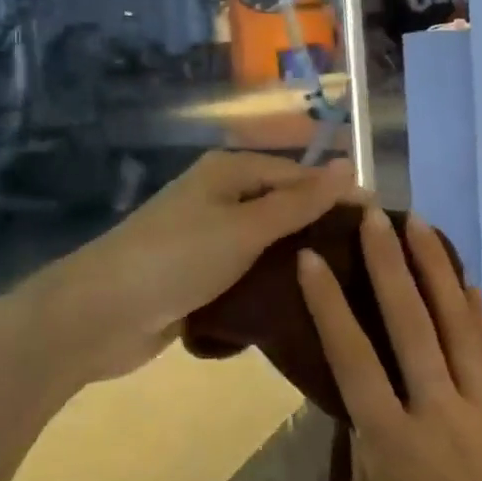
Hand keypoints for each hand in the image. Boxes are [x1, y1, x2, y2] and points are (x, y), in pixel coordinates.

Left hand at [36, 150, 355, 384]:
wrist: (99, 314)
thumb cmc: (176, 259)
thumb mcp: (244, 227)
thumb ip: (297, 201)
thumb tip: (349, 165)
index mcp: (229, 172)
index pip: (298, 175)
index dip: (338, 196)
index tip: (382, 226)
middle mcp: (219, 197)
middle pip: (282, 207)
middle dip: (320, 230)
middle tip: (369, 264)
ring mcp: (206, 238)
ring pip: (266, 244)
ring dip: (296, 261)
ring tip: (346, 288)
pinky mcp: (198, 276)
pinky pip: (246, 272)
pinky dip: (269, 284)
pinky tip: (301, 305)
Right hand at [297, 209, 481, 480]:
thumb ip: (364, 449)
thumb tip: (362, 399)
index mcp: (392, 444)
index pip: (353, 358)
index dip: (330, 304)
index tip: (313, 259)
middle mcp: (437, 413)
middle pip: (410, 324)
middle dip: (389, 264)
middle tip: (373, 217)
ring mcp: (479, 409)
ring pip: (456, 324)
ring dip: (435, 270)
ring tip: (419, 225)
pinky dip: (476, 310)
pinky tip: (466, 280)